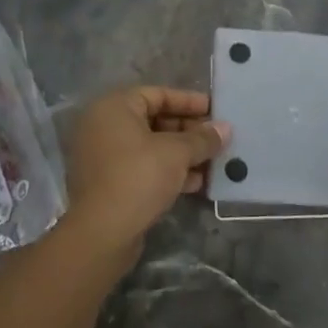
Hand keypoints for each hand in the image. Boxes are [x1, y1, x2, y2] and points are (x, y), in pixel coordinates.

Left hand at [61, 86, 229, 260]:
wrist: (102, 233)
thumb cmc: (138, 177)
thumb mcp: (177, 153)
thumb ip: (202, 138)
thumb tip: (225, 128)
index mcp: (114, 107)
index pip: (158, 94)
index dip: (189, 101)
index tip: (216, 110)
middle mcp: (104, 126)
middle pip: (154, 120)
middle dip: (189, 131)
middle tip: (217, 139)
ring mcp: (104, 156)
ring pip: (151, 147)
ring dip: (182, 154)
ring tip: (213, 162)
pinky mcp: (109, 183)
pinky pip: (143, 167)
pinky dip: (168, 171)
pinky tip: (196, 183)